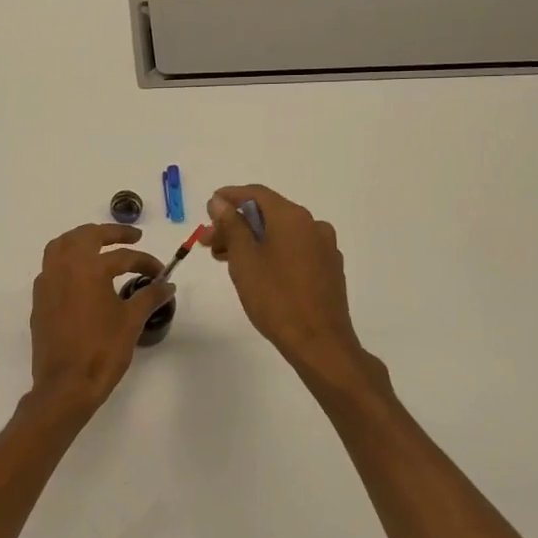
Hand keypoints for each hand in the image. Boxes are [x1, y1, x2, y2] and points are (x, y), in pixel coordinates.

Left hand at [26, 224, 173, 417]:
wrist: (65, 385)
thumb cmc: (102, 350)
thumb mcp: (131, 321)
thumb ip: (149, 296)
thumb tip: (167, 284)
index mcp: (88, 268)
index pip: (122, 256)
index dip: (145, 262)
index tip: (160, 272)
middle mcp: (64, 267)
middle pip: (86, 236)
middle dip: (111, 233)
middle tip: (132, 237)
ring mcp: (47, 282)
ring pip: (61, 245)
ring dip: (82, 239)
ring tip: (101, 245)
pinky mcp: (39, 299)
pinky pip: (51, 266)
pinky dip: (67, 260)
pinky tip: (81, 274)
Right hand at [203, 185, 372, 384]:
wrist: (320, 343)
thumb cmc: (276, 297)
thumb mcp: (244, 259)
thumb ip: (231, 225)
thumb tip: (219, 202)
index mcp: (292, 217)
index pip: (257, 193)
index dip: (230, 197)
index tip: (208, 207)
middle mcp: (313, 225)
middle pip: (268, 214)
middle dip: (236, 224)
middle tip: (210, 242)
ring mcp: (324, 248)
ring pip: (281, 233)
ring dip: (252, 240)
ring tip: (227, 260)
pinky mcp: (329, 269)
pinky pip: (295, 249)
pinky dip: (272, 252)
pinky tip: (256, 271)